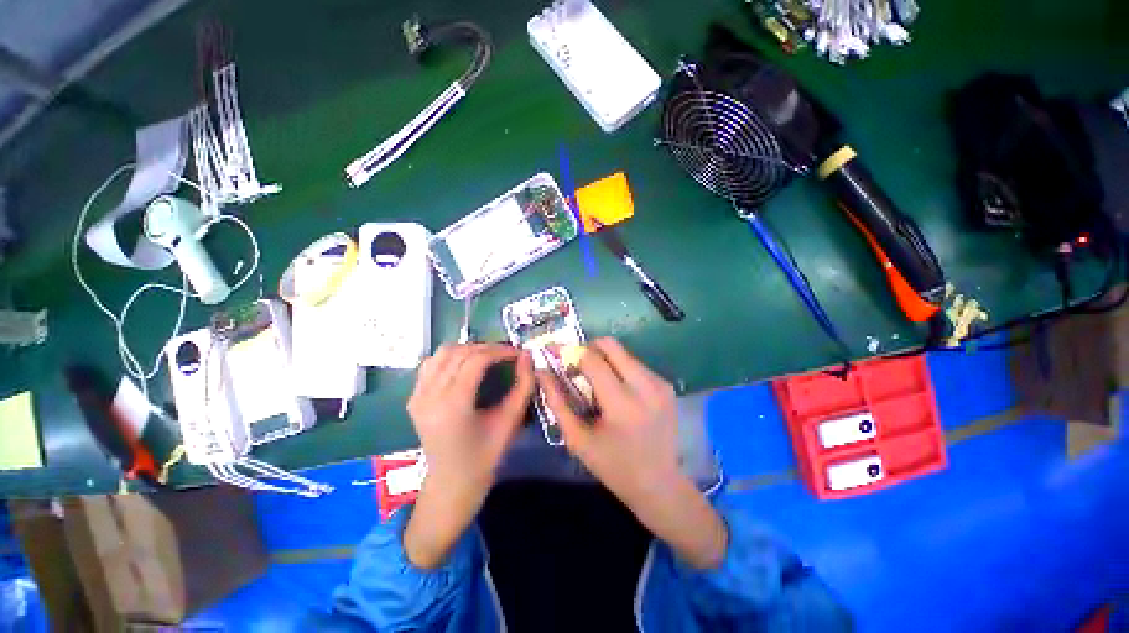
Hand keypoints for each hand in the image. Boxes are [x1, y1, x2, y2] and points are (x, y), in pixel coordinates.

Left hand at [404, 343, 533, 568]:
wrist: (451, 483)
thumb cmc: (485, 457)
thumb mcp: (510, 421)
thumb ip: (523, 386)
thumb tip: (527, 357)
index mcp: (453, 404)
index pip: (477, 360)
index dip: (500, 351)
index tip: (518, 353)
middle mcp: (429, 395)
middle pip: (459, 352)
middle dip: (487, 348)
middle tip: (507, 354)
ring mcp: (417, 395)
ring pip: (442, 353)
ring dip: (468, 349)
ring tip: (488, 357)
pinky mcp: (413, 398)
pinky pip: (432, 364)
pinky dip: (451, 358)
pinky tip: (466, 367)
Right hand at [540, 338, 680, 502]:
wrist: (659, 484)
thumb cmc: (613, 466)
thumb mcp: (578, 439)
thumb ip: (557, 402)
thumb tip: (542, 372)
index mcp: (622, 404)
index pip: (592, 359)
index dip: (570, 352)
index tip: (556, 354)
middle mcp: (645, 386)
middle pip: (611, 345)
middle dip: (588, 348)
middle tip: (577, 366)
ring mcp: (660, 384)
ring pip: (624, 353)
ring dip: (605, 360)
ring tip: (597, 382)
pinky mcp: (667, 386)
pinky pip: (636, 364)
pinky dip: (620, 369)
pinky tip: (617, 391)